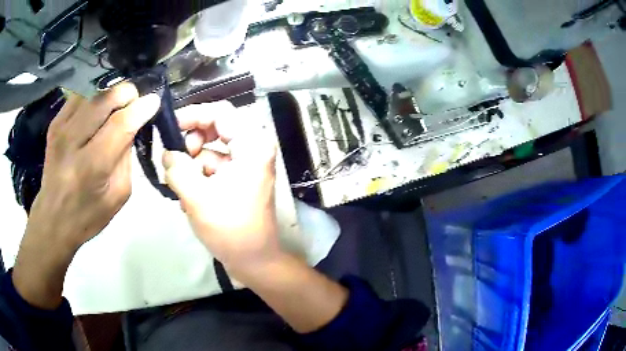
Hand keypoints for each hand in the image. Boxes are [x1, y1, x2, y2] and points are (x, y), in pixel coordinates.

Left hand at [13, 83, 159, 308]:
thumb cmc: (88, 215)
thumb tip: (133, 125)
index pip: (120, 124)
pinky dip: (93, 97)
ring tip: (116, 107)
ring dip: (110, 95)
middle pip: (105, 98)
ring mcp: (61, 129)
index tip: (154, 101)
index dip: (141, 107)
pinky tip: (97, 110)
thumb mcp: (117, 195)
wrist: (53, 219)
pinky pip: (79, 96)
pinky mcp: (54, 123)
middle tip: (134, 103)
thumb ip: (126, 158)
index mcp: (91, 167)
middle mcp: (73, 142)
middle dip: (126, 93)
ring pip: (93, 92)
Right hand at [162, 102, 281, 276]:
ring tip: (182, 188)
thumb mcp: (196, 197)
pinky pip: (214, 166)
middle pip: (216, 128)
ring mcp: (247, 164)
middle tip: (177, 160)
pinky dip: (199, 177)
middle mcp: (254, 148)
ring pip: (211, 149)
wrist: (254, 260)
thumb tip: (167, 153)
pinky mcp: (240, 178)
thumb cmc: (230, 230)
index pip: (220, 112)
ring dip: (193, 165)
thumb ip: (177, 168)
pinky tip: (189, 198)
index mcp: (252, 145)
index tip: (170, 126)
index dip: (193, 114)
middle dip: (192, 142)